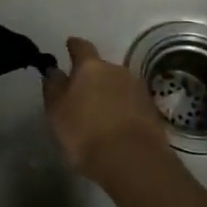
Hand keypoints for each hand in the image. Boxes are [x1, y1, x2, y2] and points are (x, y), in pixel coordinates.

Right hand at [45, 37, 173, 183]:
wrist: (133, 160)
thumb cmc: (86, 133)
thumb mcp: (57, 112)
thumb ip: (53, 87)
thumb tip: (54, 70)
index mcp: (91, 67)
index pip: (81, 47)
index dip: (74, 46)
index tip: (69, 45)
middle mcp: (116, 70)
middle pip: (102, 68)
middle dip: (93, 77)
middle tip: (83, 94)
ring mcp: (138, 89)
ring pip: (119, 85)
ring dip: (110, 94)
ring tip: (101, 114)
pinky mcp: (152, 110)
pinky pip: (132, 103)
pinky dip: (124, 110)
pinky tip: (118, 126)